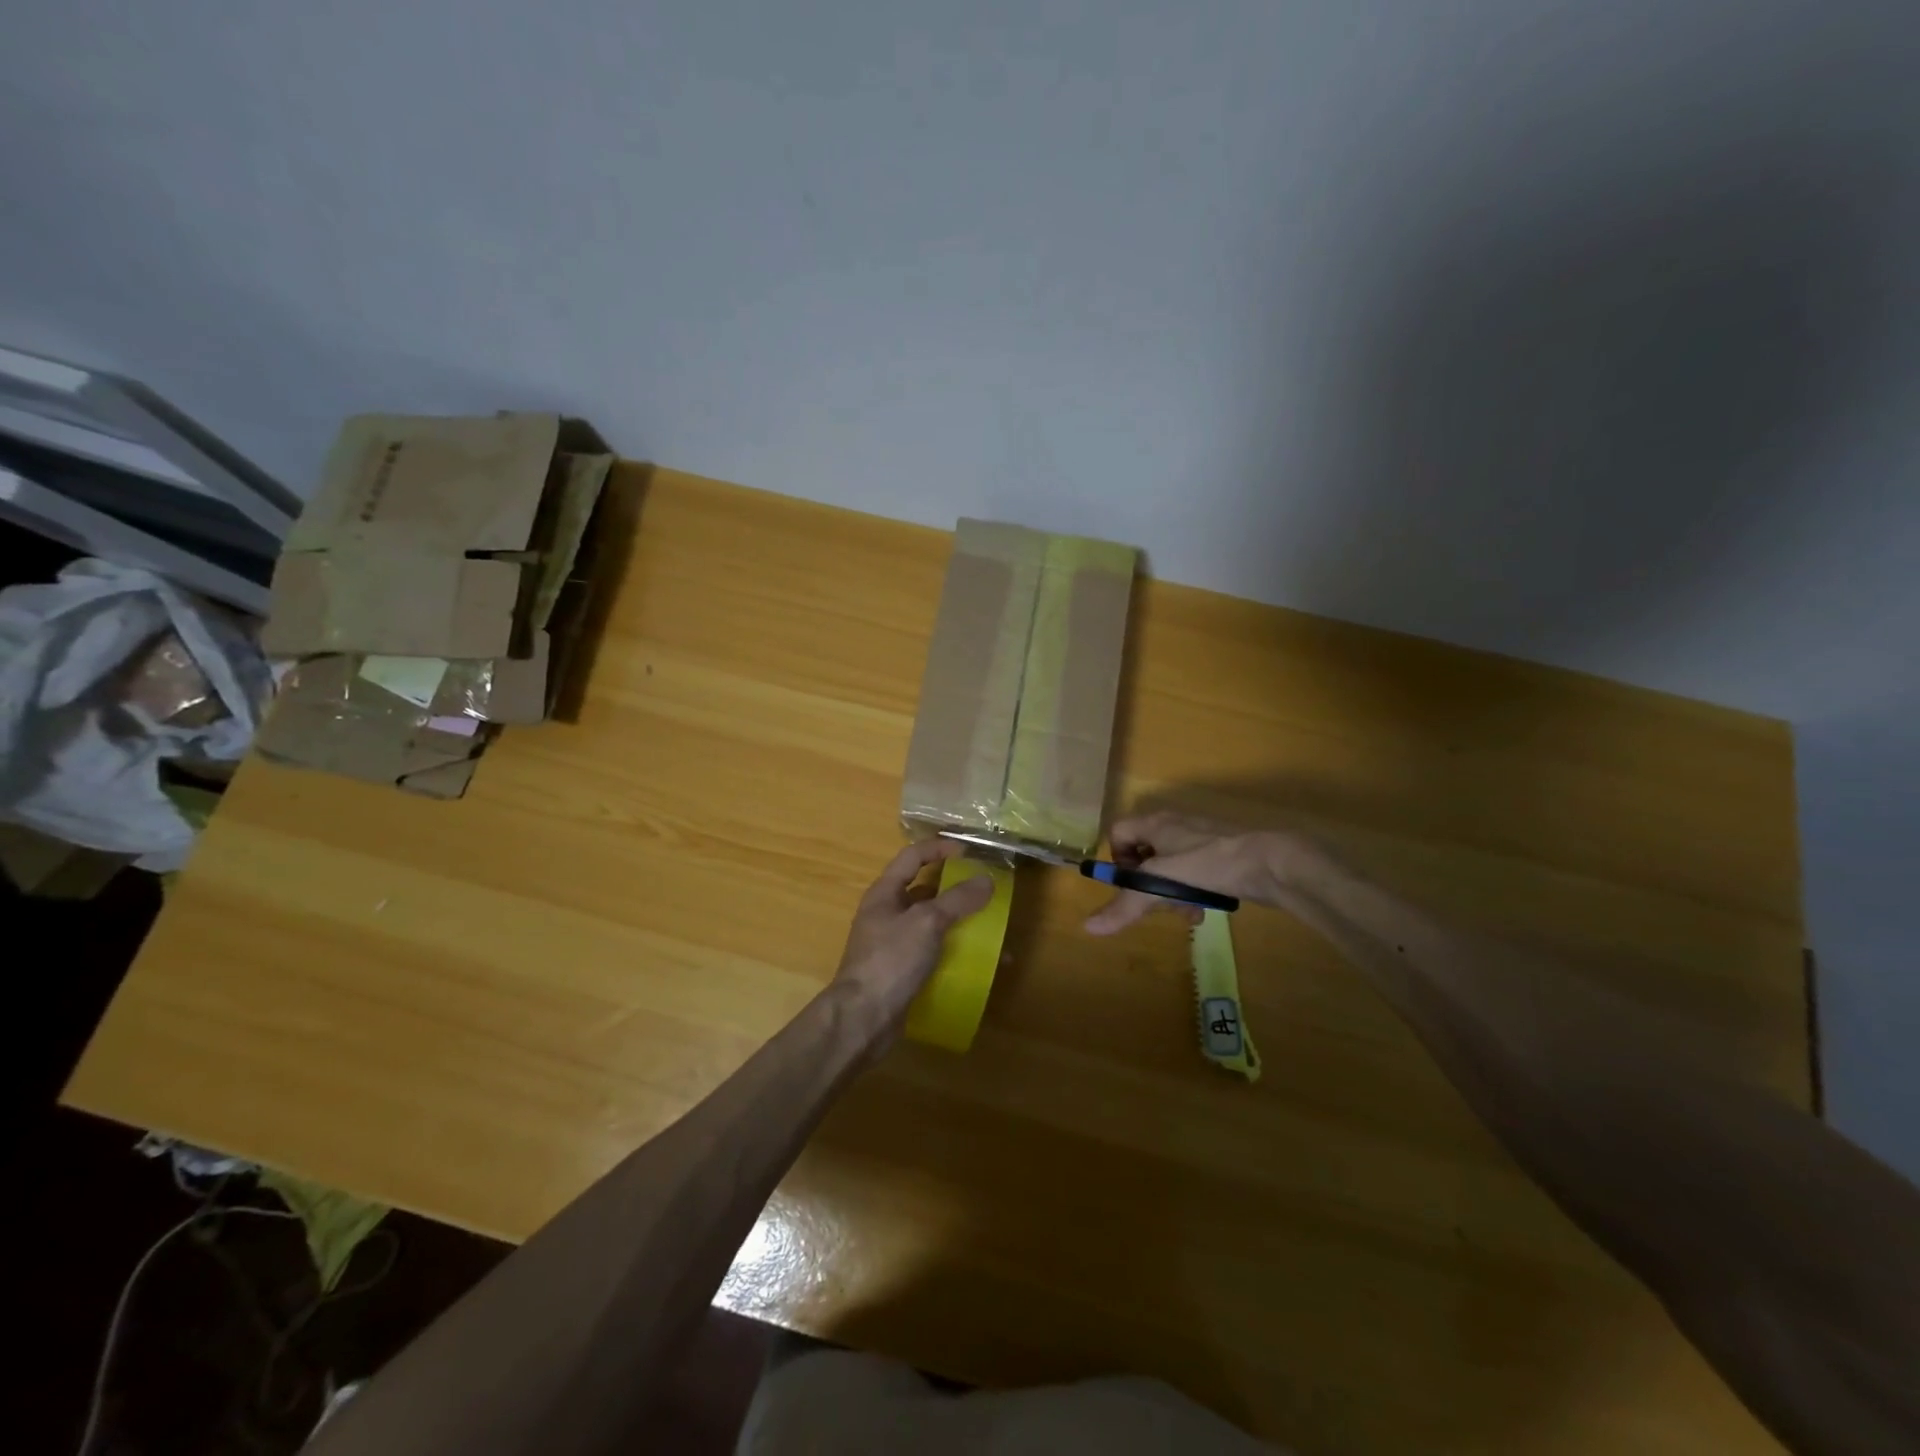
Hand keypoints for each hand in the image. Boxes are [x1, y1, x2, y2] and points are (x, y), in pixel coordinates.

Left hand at [832, 838, 994, 1044]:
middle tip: (984, 891)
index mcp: (885, 893)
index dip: (939, 848)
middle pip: (923, 890)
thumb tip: (986, 881)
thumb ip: (957, 899)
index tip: (969, 852)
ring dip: (957, 923)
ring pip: (930, 924)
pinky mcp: (900, 972)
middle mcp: (886, 914)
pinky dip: (953, 953)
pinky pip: (931, 953)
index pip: (912, 856)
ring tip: (987, 928)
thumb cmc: (890, 960)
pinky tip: (975, 964)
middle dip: (954, 889)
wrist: (862, 1019)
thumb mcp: (927, 922)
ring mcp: (892, 945)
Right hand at [1083, 811, 1325, 934]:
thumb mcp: (1161, 884)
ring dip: (1170, 894)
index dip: (1117, 860)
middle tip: (1157, 906)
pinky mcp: (1219, 855)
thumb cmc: (1209, 863)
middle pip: (1143, 855)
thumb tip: (1087, 928)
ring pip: (1168, 868)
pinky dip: (1191, 893)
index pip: (1118, 833)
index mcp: (1155, 824)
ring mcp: (1198, 840)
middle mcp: (1173, 826)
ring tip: (1185, 915)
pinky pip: (1192, 874)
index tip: (1129, 885)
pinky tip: (1202, 913)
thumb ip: (1126, 905)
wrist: (1270, 862)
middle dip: (1147, 886)